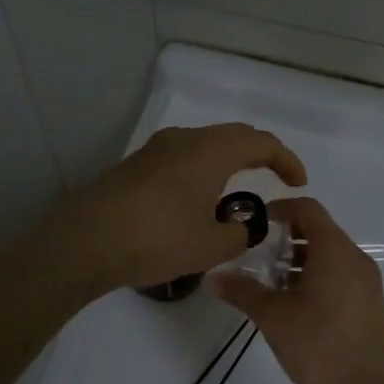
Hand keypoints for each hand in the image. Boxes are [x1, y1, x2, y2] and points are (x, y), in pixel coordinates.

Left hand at [59, 125, 307, 291]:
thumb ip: (239, 234)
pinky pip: (180, 158)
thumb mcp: (210, 246)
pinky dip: (200, 170)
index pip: (261, 142)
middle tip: (274, 177)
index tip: (298, 182)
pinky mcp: (135, 165)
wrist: (86, 239)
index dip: (286, 160)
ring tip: (234, 192)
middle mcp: (184, 140)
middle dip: (258, 154)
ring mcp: (155, 150)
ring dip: (225, 162)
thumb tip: (241, 224)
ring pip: (203, 145)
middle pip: (232, 136)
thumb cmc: (157, 238)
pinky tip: (195, 200)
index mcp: (210, 151)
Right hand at [208, 197, 383, 383]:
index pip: (307, 209)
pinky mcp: (371, 305)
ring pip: (331, 256)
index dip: (279, 208)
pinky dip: (318, 278)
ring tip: (273, 285)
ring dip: (301, 261)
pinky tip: (297, 307)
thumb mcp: (272, 316)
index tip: (255, 223)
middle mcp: (356, 259)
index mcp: (335, 250)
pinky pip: (342, 276)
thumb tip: (212, 276)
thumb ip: (242, 290)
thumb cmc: (317, 345)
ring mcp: (368, 283)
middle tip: (257, 257)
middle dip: (287, 238)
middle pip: (320, 231)